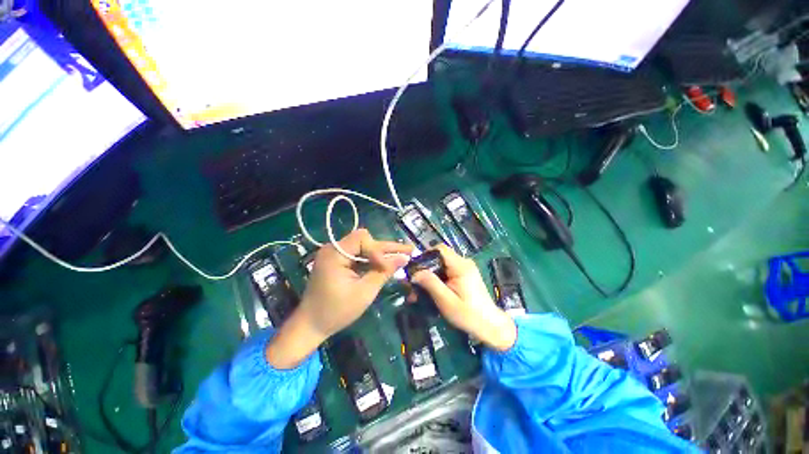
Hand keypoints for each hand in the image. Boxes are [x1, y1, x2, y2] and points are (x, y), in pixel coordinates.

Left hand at [267, 229, 411, 368]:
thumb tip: (404, 258)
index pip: (363, 239)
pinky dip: (372, 260)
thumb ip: (384, 273)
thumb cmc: (336, 312)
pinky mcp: (338, 262)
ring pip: (364, 247)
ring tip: (402, 256)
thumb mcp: (364, 292)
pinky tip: (386, 264)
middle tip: (409, 251)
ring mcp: (335, 254)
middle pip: (365, 240)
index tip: (389, 267)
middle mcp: (333, 249)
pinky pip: (359, 255)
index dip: (379, 250)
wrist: (311, 326)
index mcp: (335, 253)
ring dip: (381, 254)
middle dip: (386, 248)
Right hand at [411, 245, 515, 351]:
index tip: (414, 269)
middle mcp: (463, 263)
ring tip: (419, 291)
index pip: (440, 249)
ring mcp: (465, 269)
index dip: (425, 255)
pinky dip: (437, 279)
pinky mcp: (464, 275)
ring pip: (441, 265)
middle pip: (439, 257)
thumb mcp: (446, 301)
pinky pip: (446, 271)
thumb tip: (414, 272)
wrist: (490, 326)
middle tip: (414, 284)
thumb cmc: (468, 315)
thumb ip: (430, 283)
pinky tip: (430, 291)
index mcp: (460, 266)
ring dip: (429, 276)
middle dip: (425, 269)